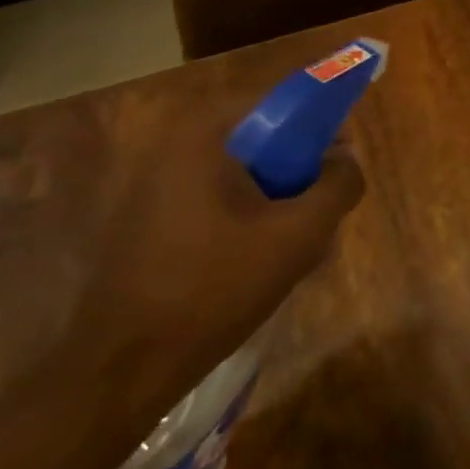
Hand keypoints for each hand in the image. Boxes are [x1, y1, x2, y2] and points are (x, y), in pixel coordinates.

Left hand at [64, 147, 365, 417]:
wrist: (122, 367)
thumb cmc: (214, 287)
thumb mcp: (297, 235)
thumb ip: (337, 186)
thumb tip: (347, 158)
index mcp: (205, 135)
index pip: (281, 100)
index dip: (322, 122)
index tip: (344, 160)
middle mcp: (175, 146)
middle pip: (263, 137)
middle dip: (301, 169)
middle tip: (323, 209)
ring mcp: (157, 184)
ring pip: (243, 173)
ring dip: (278, 198)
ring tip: (297, 243)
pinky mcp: (151, 219)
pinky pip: (218, 198)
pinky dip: (248, 216)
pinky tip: (261, 260)